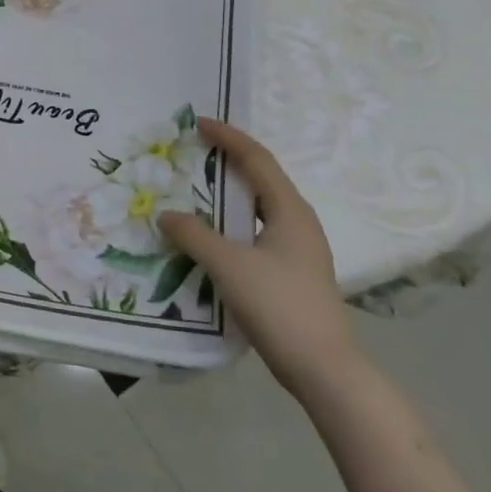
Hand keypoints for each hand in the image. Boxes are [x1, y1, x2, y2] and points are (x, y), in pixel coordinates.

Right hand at [158, 119, 360, 400]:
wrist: (323, 368)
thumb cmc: (279, 306)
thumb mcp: (229, 265)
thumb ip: (194, 235)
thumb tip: (166, 214)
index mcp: (290, 211)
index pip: (257, 161)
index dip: (229, 138)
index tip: (200, 123)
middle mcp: (299, 223)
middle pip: (262, 179)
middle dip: (230, 161)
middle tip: (196, 152)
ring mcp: (299, 250)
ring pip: (260, 208)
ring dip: (230, 194)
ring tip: (198, 189)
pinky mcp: (292, 273)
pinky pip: (257, 232)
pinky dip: (233, 222)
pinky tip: (211, 236)